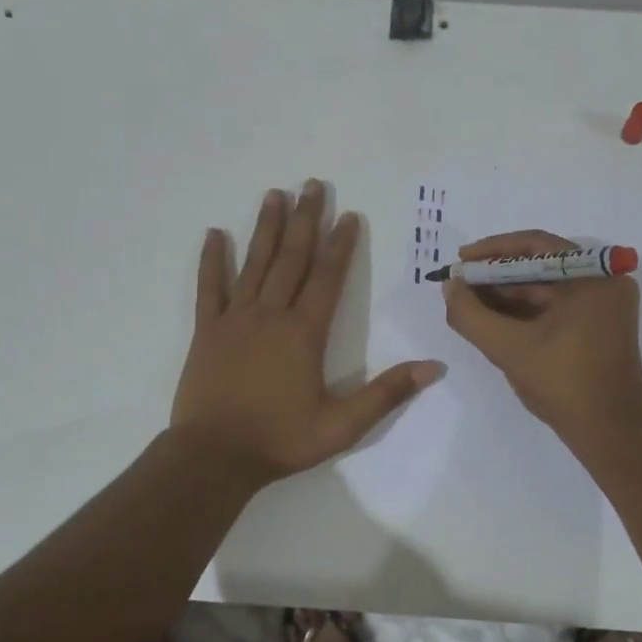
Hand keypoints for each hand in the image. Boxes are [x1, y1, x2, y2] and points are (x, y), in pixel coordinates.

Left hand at [172, 181, 443, 483]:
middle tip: (313, 184)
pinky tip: (213, 234)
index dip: (341, 244)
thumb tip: (433, 367)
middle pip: (292, 258)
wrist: (215, 457)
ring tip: (274, 194)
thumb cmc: (280, 440)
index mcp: (305, 333)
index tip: (349, 214)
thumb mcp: (343, 425)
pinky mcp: (207, 331)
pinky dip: (211, 260)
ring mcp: (235, 319)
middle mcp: (271, 315)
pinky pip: (209, 288)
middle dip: (306, 220)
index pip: (328, 278)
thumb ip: (387, 394)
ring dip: (266, 228)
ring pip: (254, 264)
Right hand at [440, 230, 641, 443]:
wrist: (610, 432)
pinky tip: (495, 320)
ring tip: (470, 304)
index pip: (535, 245)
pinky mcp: (601, 327)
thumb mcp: (508, 347)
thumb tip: (449, 287)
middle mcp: (605, 283)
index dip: (492, 250)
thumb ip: (471, 315)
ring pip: (547, 288)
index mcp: (593, 277)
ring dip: (509, 295)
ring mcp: (605, 306)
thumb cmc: (564, 383)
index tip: (461, 260)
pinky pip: (558, 307)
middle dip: (497, 276)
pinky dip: (527, 311)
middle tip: (460, 285)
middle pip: (541, 266)